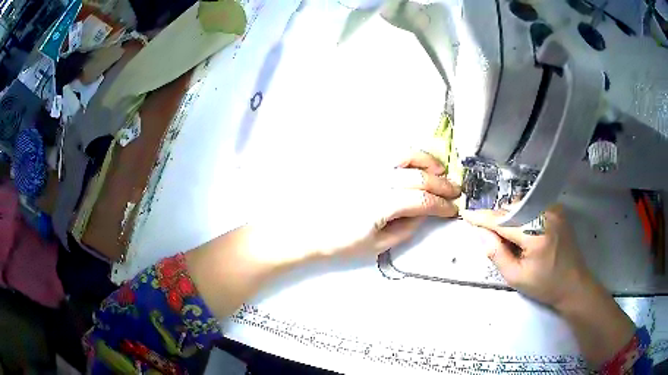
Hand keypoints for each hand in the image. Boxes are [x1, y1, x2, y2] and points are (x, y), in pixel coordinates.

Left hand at [247, 151, 460, 265]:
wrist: (303, 228)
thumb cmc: (337, 241)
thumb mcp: (375, 245)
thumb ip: (405, 228)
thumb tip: (426, 214)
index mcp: (380, 204)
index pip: (422, 201)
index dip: (442, 205)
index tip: (453, 209)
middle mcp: (375, 179)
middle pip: (419, 177)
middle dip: (442, 184)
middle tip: (455, 191)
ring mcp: (365, 166)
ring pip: (405, 154)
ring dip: (427, 161)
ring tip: (439, 171)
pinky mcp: (357, 161)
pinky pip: (387, 150)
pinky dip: (407, 152)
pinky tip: (414, 161)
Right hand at [461, 206, 591, 308]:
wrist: (573, 284)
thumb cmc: (544, 285)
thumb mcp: (516, 277)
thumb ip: (496, 253)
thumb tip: (481, 232)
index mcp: (536, 234)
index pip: (503, 221)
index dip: (483, 218)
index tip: (466, 214)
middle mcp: (546, 214)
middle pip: (512, 209)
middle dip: (499, 221)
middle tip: (498, 242)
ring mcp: (554, 209)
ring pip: (522, 205)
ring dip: (512, 218)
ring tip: (515, 240)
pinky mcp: (558, 210)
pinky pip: (533, 206)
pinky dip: (524, 216)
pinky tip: (527, 233)